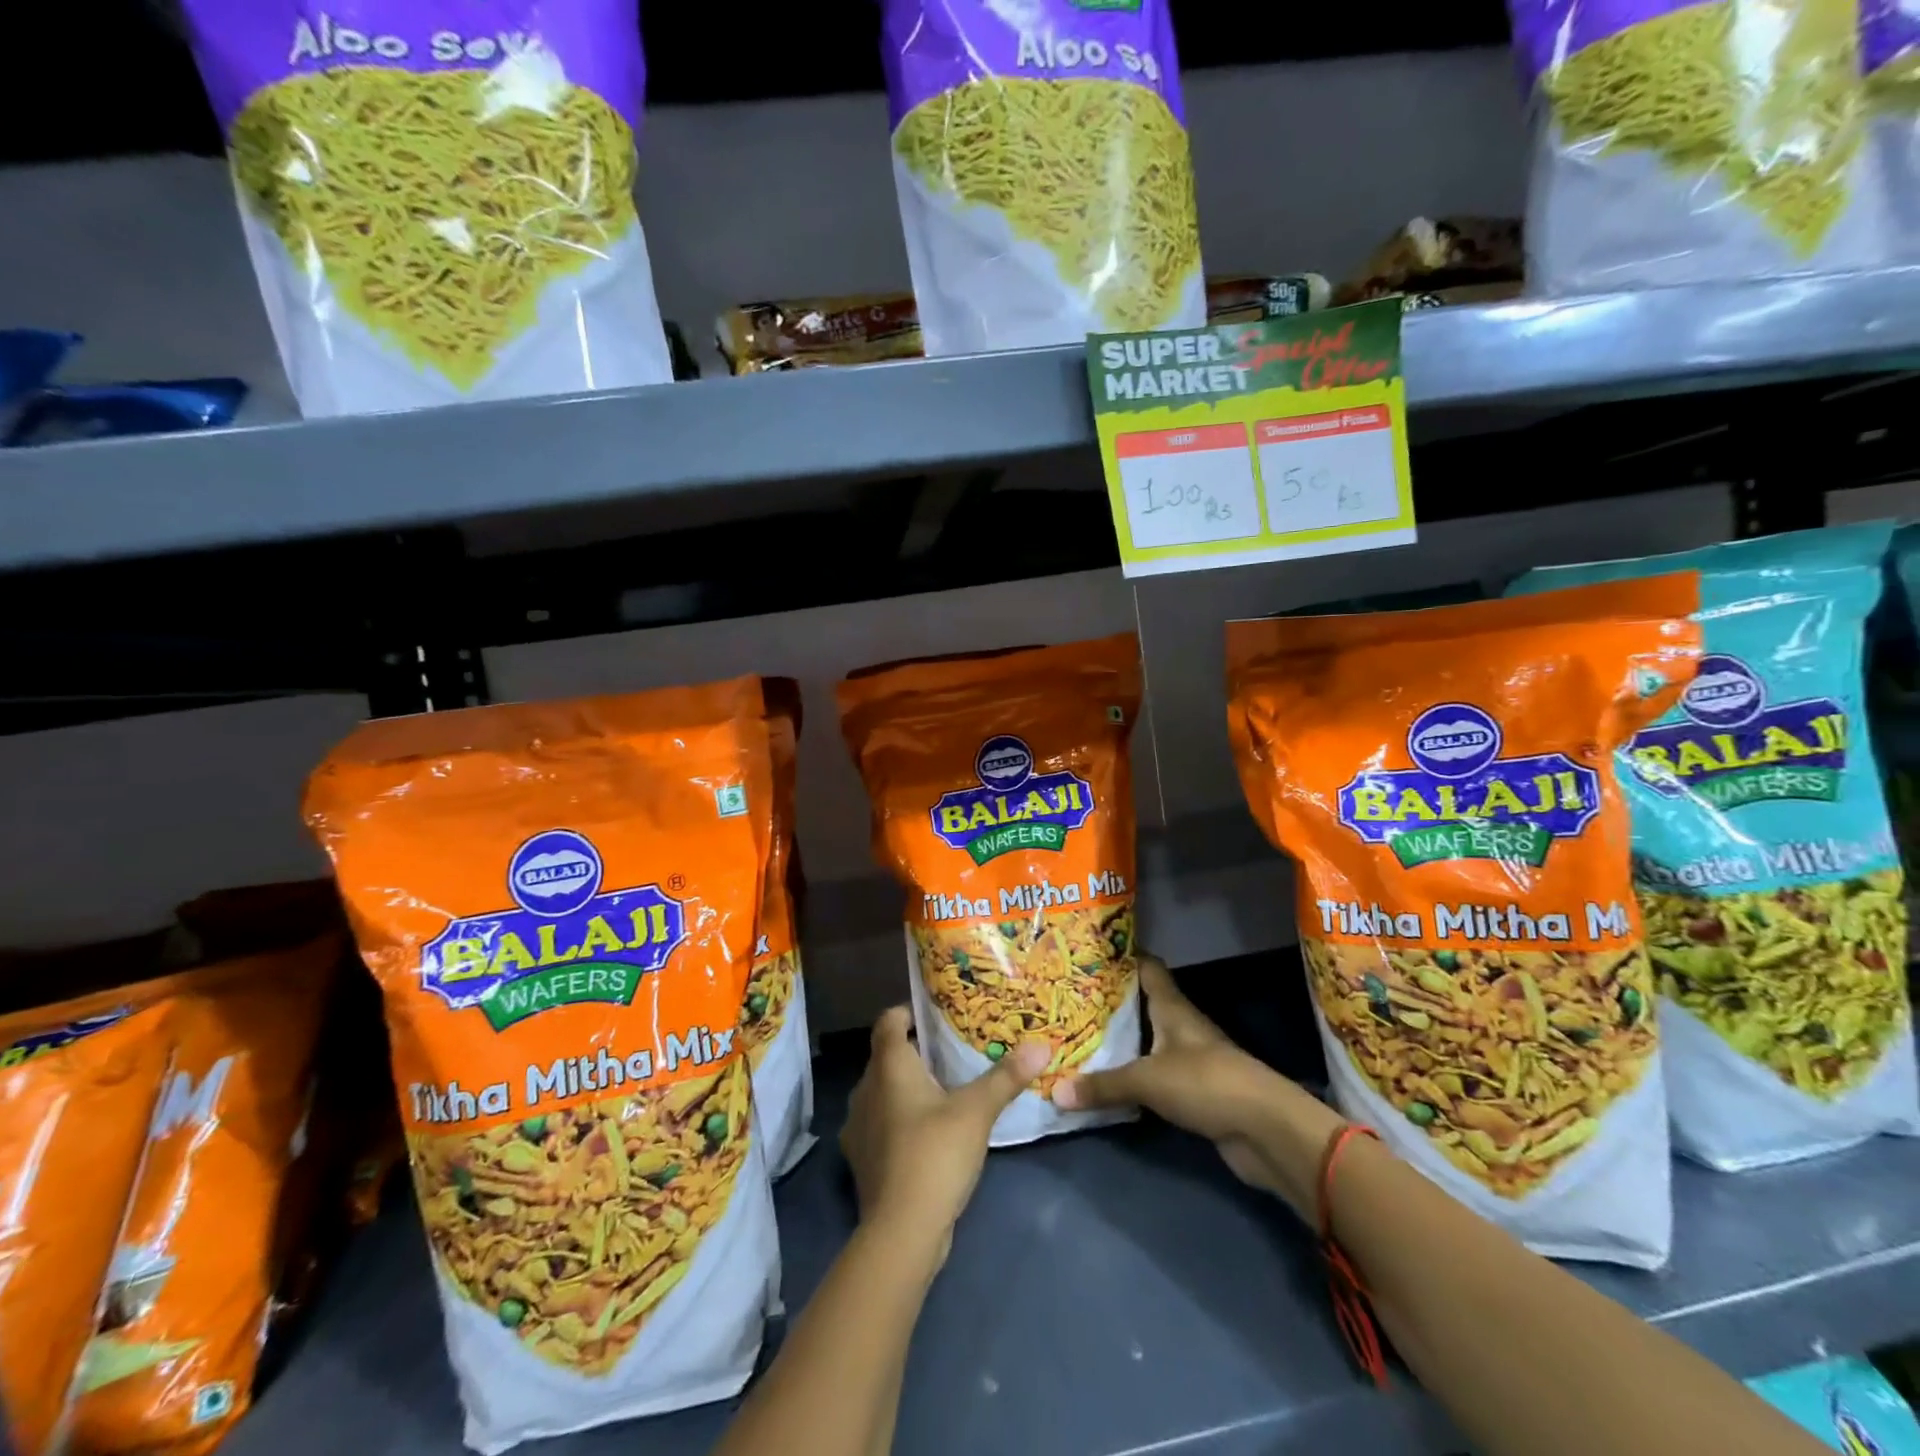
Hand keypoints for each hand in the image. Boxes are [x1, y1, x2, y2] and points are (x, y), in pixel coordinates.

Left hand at [841, 1007, 1048, 1256]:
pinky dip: (899, 1120)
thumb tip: (1040, 1046)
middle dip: (914, 1052)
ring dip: (906, 1089)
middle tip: (949, 1052)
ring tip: (941, 1092)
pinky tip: (926, 1133)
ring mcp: (858, 1127)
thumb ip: (1006, 1077)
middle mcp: (865, 1089)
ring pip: (882, 1092)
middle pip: (886, 1057)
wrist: (901, 1232)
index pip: (887, 1022)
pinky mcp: (861, 1160)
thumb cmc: (935, 1154)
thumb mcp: (977, 1111)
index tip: (933, 1015)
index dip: (907, 1012)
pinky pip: (880, 1124)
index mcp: (888, 1067)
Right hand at [1054, 956, 1336, 1202]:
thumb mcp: (1147, 1079)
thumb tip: (1056, 1091)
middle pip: (1142, 1004)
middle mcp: (1180, 1027)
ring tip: (1077, 1036)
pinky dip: (1131, 1076)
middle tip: (1068, 998)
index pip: (1147, 968)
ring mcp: (1189, 1059)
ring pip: (1146, 1041)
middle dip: (1110, 1001)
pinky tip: (1104, 1081)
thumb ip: (1103, 1085)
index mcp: (1172, 1008)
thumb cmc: (1206, 1083)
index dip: (1121, 956)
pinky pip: (1152, 1076)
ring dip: (1119, 1041)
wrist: (1264, 1130)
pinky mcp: (1192, 1092)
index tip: (1089, 952)